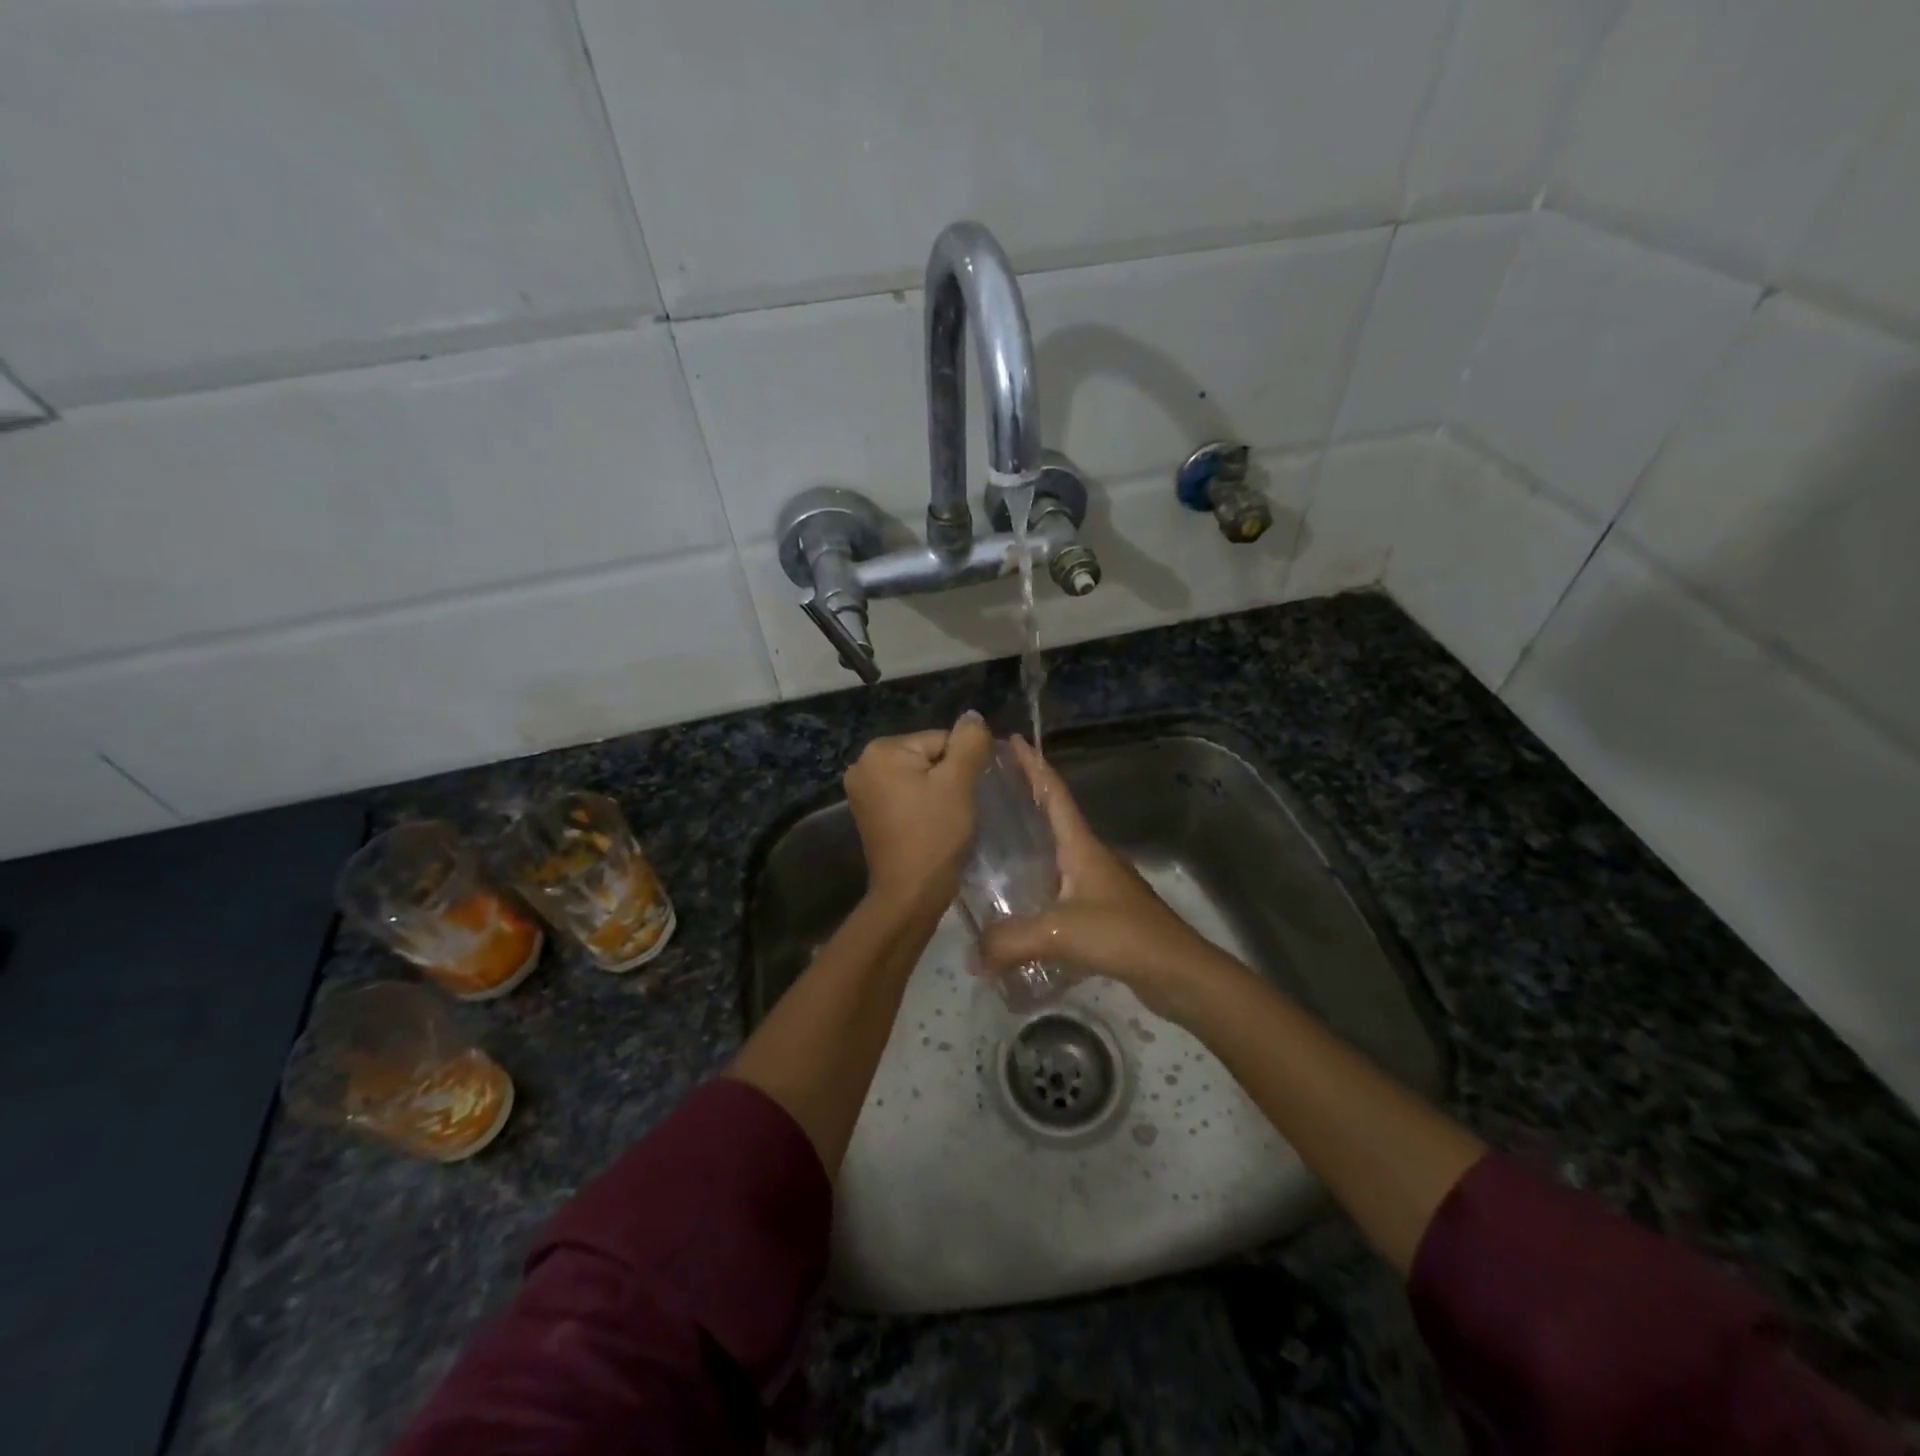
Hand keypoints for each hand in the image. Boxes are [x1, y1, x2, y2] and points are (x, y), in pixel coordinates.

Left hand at [844, 712, 994, 909]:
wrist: (910, 894)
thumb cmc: (935, 834)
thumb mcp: (958, 783)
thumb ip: (969, 742)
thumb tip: (973, 716)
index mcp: (881, 750)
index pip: (939, 740)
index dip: (961, 765)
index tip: (966, 794)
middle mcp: (863, 764)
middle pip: (927, 756)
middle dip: (947, 777)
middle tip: (956, 808)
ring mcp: (862, 790)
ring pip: (918, 776)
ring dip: (937, 791)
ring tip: (945, 818)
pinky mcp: (868, 812)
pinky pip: (906, 794)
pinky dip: (922, 804)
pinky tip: (930, 824)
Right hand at [976, 736, 1240, 1021]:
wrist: (1178, 971)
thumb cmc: (1122, 935)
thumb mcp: (1059, 933)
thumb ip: (1009, 941)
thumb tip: (972, 956)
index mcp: (1082, 847)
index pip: (1054, 794)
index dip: (1033, 765)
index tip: (1012, 739)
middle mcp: (1091, 858)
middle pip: (1053, 821)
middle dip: (1025, 803)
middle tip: (988, 796)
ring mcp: (1101, 886)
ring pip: (1056, 860)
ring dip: (1030, 852)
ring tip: (993, 854)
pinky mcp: (1104, 915)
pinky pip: (1062, 895)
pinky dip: (1039, 895)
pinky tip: (1019, 913)